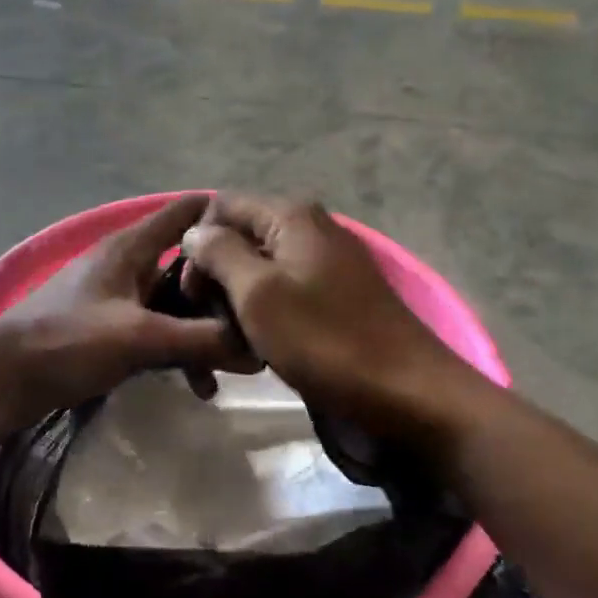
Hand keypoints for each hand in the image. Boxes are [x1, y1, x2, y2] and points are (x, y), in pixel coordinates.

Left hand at [0, 195, 243, 420]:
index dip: (225, 219)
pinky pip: (157, 332)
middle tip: (260, 317)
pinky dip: (178, 350)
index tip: (265, 242)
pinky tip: (197, 384)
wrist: (1, 379)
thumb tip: (259, 351)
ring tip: (234, 366)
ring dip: (203, 331)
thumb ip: (201, 341)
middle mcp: (127, 265)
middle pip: (188, 265)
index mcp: (131, 247)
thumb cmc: (68, 342)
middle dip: (222, 291)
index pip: (186, 213)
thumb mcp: (141, 338)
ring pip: (174, 305)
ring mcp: (117, 298)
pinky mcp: (109, 330)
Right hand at [179, 194, 482, 441]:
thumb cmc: (325, 340)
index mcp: (290, 215)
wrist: (406, 392)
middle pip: (239, 238)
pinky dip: (263, 317)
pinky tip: (260, 350)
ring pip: (258, 272)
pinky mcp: (335, 296)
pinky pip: (283, 294)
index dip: (196, 245)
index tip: (190, 293)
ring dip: (236, 305)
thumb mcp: (258, 293)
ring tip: (233, 347)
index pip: (220, 206)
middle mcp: (309, 228)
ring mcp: (325, 263)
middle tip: (210, 327)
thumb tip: (194, 232)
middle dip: (214, 279)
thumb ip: (219, 253)